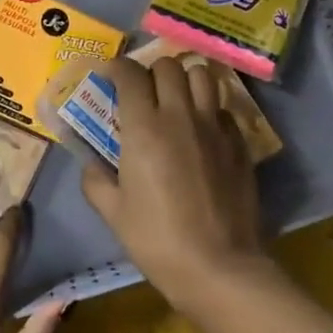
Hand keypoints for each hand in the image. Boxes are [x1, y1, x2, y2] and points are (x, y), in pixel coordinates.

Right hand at [80, 56, 270, 309]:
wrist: (217, 265)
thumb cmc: (156, 239)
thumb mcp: (113, 213)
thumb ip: (96, 181)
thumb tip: (93, 165)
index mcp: (143, 128)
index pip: (130, 74)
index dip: (117, 69)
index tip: (110, 77)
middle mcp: (180, 116)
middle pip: (169, 66)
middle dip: (151, 72)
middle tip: (143, 94)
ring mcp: (215, 127)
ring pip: (203, 75)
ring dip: (186, 80)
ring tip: (176, 99)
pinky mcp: (240, 143)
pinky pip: (223, 107)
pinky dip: (209, 108)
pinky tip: (201, 130)